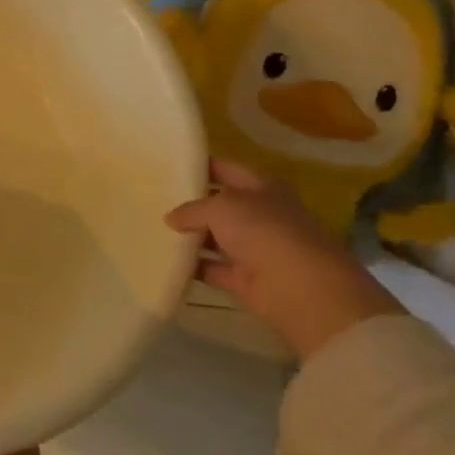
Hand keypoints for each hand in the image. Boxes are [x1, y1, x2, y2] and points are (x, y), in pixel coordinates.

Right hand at [165, 160, 402, 360]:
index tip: (169, 165)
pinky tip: (165, 260)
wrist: (302, 289)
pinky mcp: (246, 279)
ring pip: (215, 237)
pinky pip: (212, 269)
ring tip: (153, 229)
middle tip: (153, 198)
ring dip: (189, 236)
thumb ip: (192, 209)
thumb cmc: (264, 231)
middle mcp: (260, 215)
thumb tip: (170, 218)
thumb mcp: (221, 207)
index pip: (226, 169)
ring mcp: (255, 248)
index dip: (200, 166)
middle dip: (190, 203)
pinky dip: (193, 267)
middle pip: (219, 205)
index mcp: (262, 187)